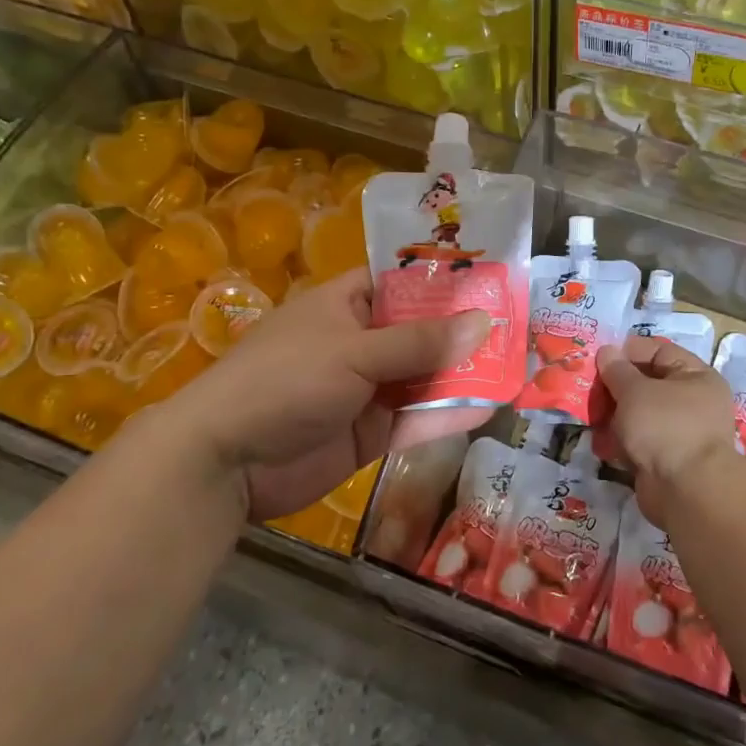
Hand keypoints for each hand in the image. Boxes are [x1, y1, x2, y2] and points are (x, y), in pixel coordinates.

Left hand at [150, 267, 490, 519]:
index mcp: (344, 305)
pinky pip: (414, 418)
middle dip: (463, 333)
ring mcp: (364, 389)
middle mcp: (358, 342)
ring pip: (422, 377)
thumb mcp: (355, 352)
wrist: (226, 462)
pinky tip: (487, 408)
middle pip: (419, 332)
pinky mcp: (368, 432)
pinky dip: (446, 414)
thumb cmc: (285, 381)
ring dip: (461, 375)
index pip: (401, 283)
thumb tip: (484, 322)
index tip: (493, 283)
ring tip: (516, 368)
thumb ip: (421, 342)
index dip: (444, 283)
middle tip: (519, 329)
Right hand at [589, 336, 742, 527]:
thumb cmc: (665, 427)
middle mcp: (693, 402)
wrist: (686, 491)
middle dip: (616, 387)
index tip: (599, 358)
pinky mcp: (666, 459)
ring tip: (592, 417)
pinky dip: (621, 441)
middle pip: (647, 384)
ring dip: (615, 416)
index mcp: (695, 376)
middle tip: (589, 390)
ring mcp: (680, 433)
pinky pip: (639, 441)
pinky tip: (602, 444)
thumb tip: (607, 351)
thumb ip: (617, 370)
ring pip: (640, 414)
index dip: (628, 352)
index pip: (659, 351)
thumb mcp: (635, 391)